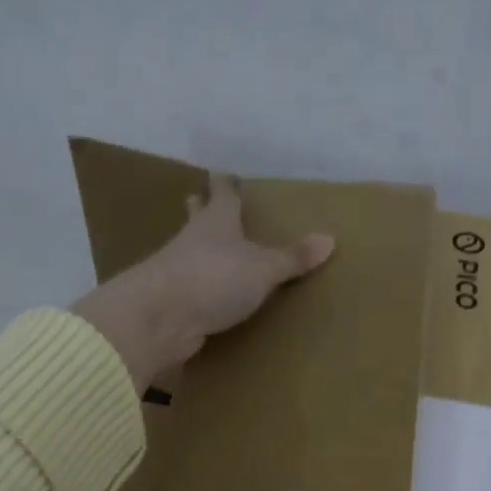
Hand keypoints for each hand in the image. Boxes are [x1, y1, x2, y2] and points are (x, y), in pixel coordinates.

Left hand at [72, 174, 333, 387]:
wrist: (160, 318)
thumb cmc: (214, 279)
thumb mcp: (262, 268)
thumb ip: (292, 258)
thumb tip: (330, 239)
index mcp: (217, 222)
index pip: (223, 194)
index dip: (225, 184)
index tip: (223, 172)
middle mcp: (194, 241)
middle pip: (197, 218)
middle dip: (201, 209)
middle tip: (200, 199)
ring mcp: (178, 271)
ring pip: (190, 252)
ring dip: (198, 250)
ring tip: (209, 250)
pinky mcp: (172, 303)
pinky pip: (190, 289)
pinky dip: (197, 288)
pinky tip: (204, 296)